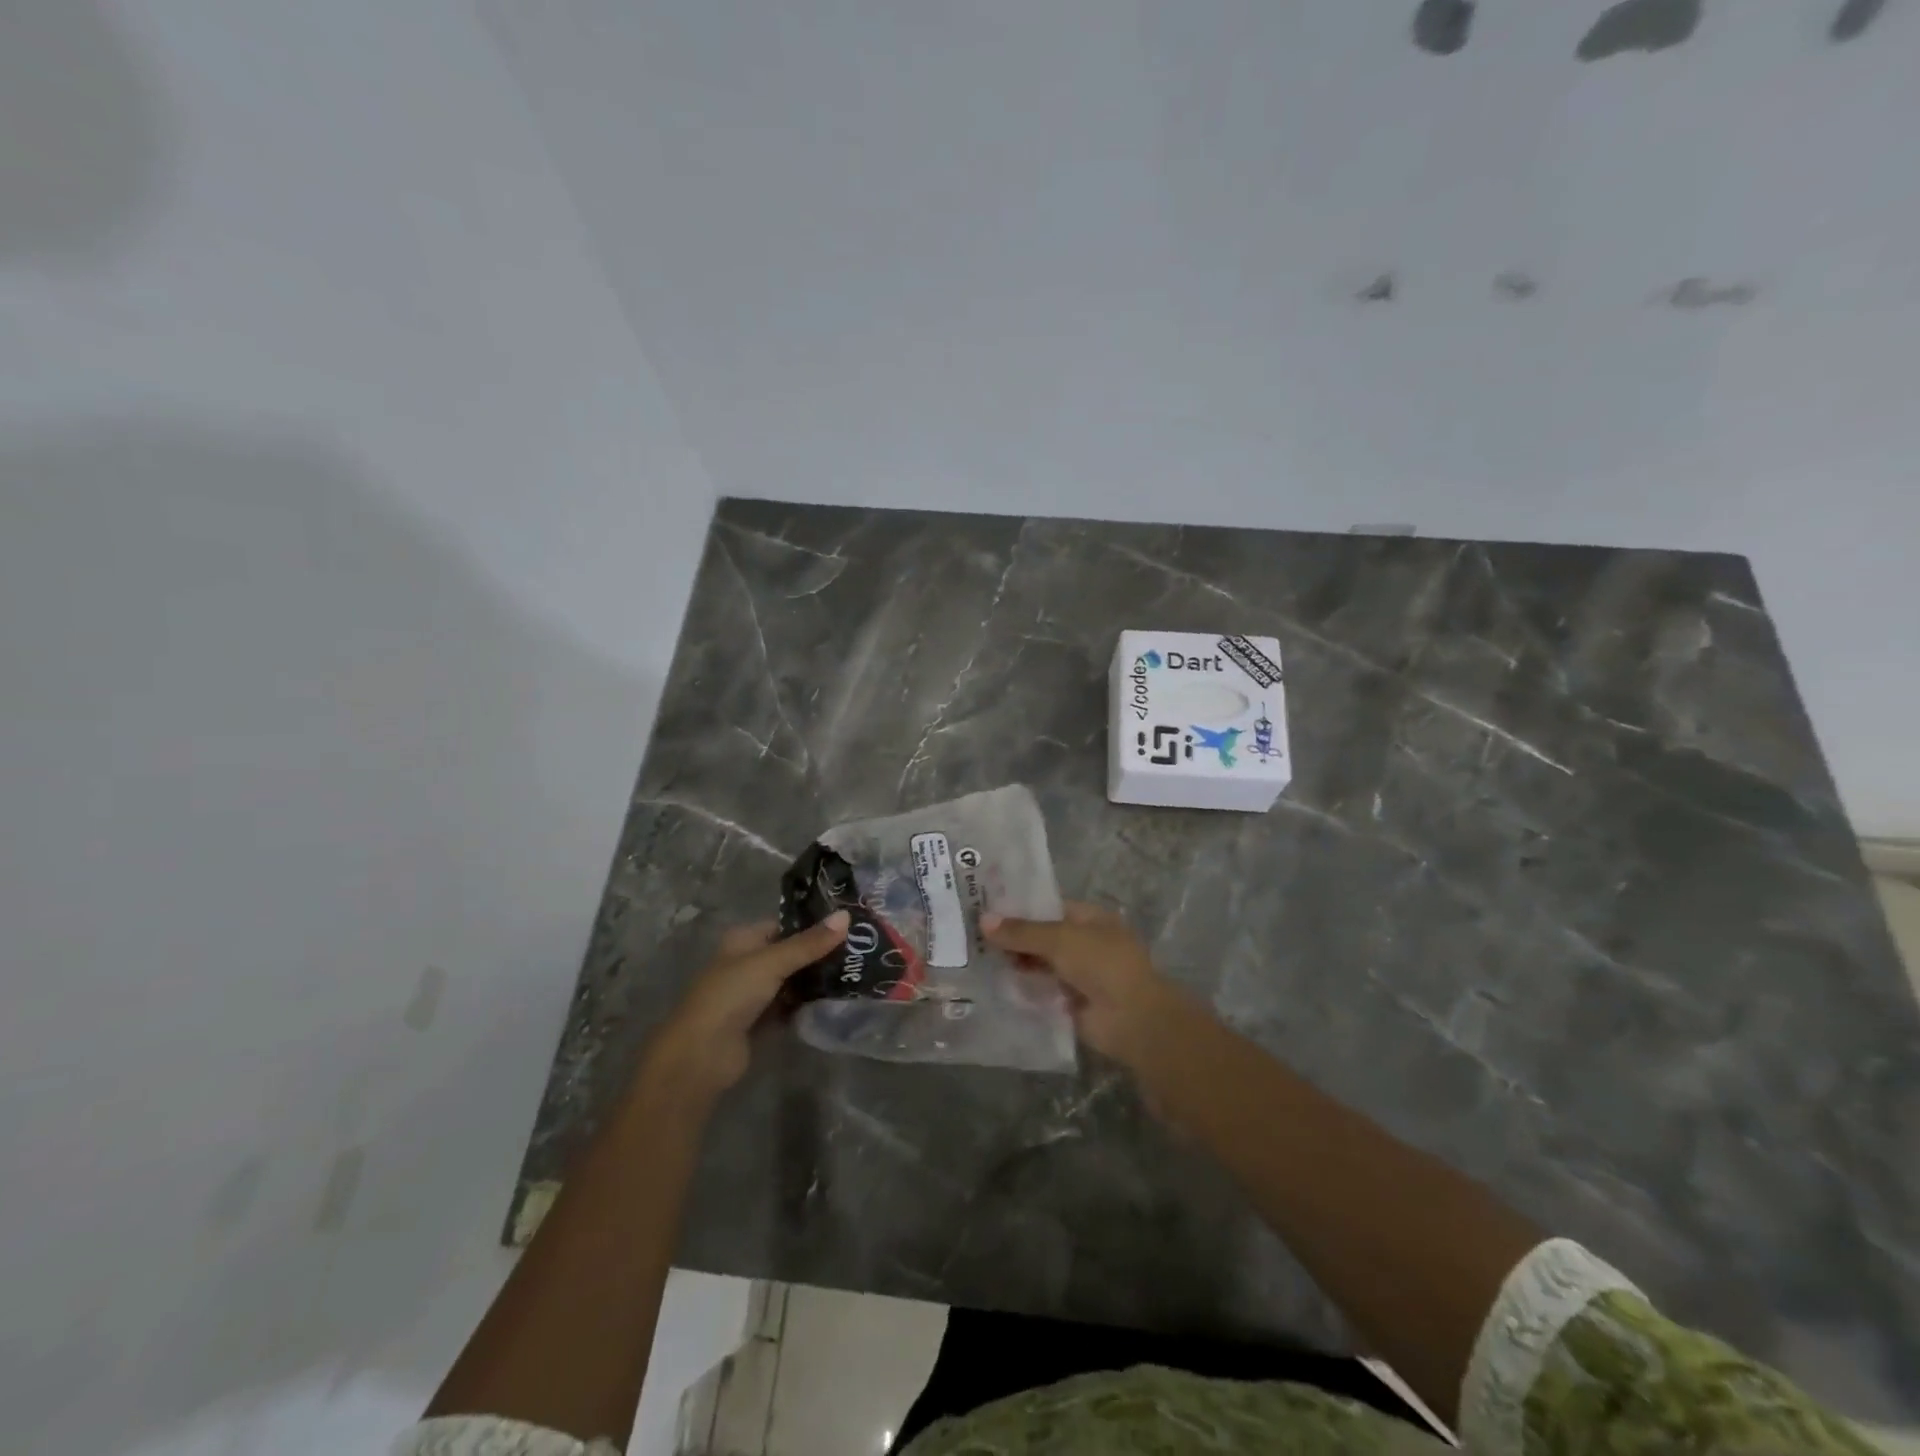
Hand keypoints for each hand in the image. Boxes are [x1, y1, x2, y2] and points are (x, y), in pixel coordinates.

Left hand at [640, 912, 848, 1106]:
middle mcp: (747, 962)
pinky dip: (807, 1003)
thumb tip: (847, 915)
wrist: (702, 1055)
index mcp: (743, 940)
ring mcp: (753, 993)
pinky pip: (790, 1006)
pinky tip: (835, 1000)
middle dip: (819, 954)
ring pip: (792, 980)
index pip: (784, 925)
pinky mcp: (760, 1021)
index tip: (849, 925)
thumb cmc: (732, 995)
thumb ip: (810, 943)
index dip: (813, 925)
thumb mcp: (772, 962)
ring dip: (816, 979)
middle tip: (859, 950)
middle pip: (790, 953)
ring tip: (855, 972)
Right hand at [982, 901, 1184, 1065]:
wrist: (1131, 1018)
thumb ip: (1021, 932)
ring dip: (1016, 964)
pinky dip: (1023, 988)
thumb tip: (983, 920)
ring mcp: (1079, 974)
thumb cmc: (1101, 964)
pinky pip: (1042, 991)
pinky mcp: (1071, 1002)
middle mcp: (1085, 943)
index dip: (1020, 907)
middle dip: (1014, 938)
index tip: (986, 908)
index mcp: (1090, 918)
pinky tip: (993, 984)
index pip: (1049, 907)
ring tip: (976, 959)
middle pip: (1043, 937)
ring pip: (1041, 964)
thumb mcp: (1059, 939)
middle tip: (973, 935)